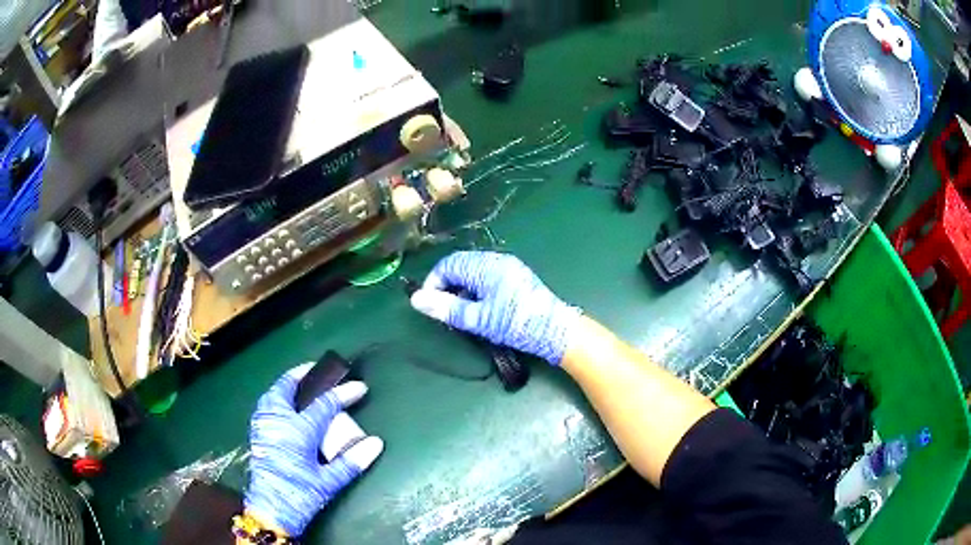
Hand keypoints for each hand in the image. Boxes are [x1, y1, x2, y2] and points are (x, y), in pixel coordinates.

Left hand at [244, 364, 383, 536]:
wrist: (270, 510)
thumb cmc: (300, 495)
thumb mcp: (328, 482)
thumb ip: (351, 461)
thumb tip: (376, 443)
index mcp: (298, 430)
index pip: (324, 404)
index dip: (343, 393)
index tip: (359, 387)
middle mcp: (278, 421)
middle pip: (287, 388)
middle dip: (302, 375)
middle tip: (317, 369)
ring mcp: (264, 426)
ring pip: (272, 394)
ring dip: (286, 385)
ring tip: (299, 384)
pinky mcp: (257, 435)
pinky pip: (265, 406)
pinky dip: (276, 398)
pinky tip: (283, 406)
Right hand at [410, 251, 580, 363]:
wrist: (556, 331)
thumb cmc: (516, 324)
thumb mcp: (478, 319)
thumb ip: (446, 308)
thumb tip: (416, 299)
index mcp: (486, 266)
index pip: (448, 264)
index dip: (433, 283)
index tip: (430, 305)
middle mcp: (497, 260)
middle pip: (460, 265)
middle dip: (447, 285)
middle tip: (445, 310)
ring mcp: (509, 266)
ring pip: (473, 270)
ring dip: (461, 287)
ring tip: (462, 312)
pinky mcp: (516, 276)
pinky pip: (487, 274)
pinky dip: (476, 288)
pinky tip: (480, 307)